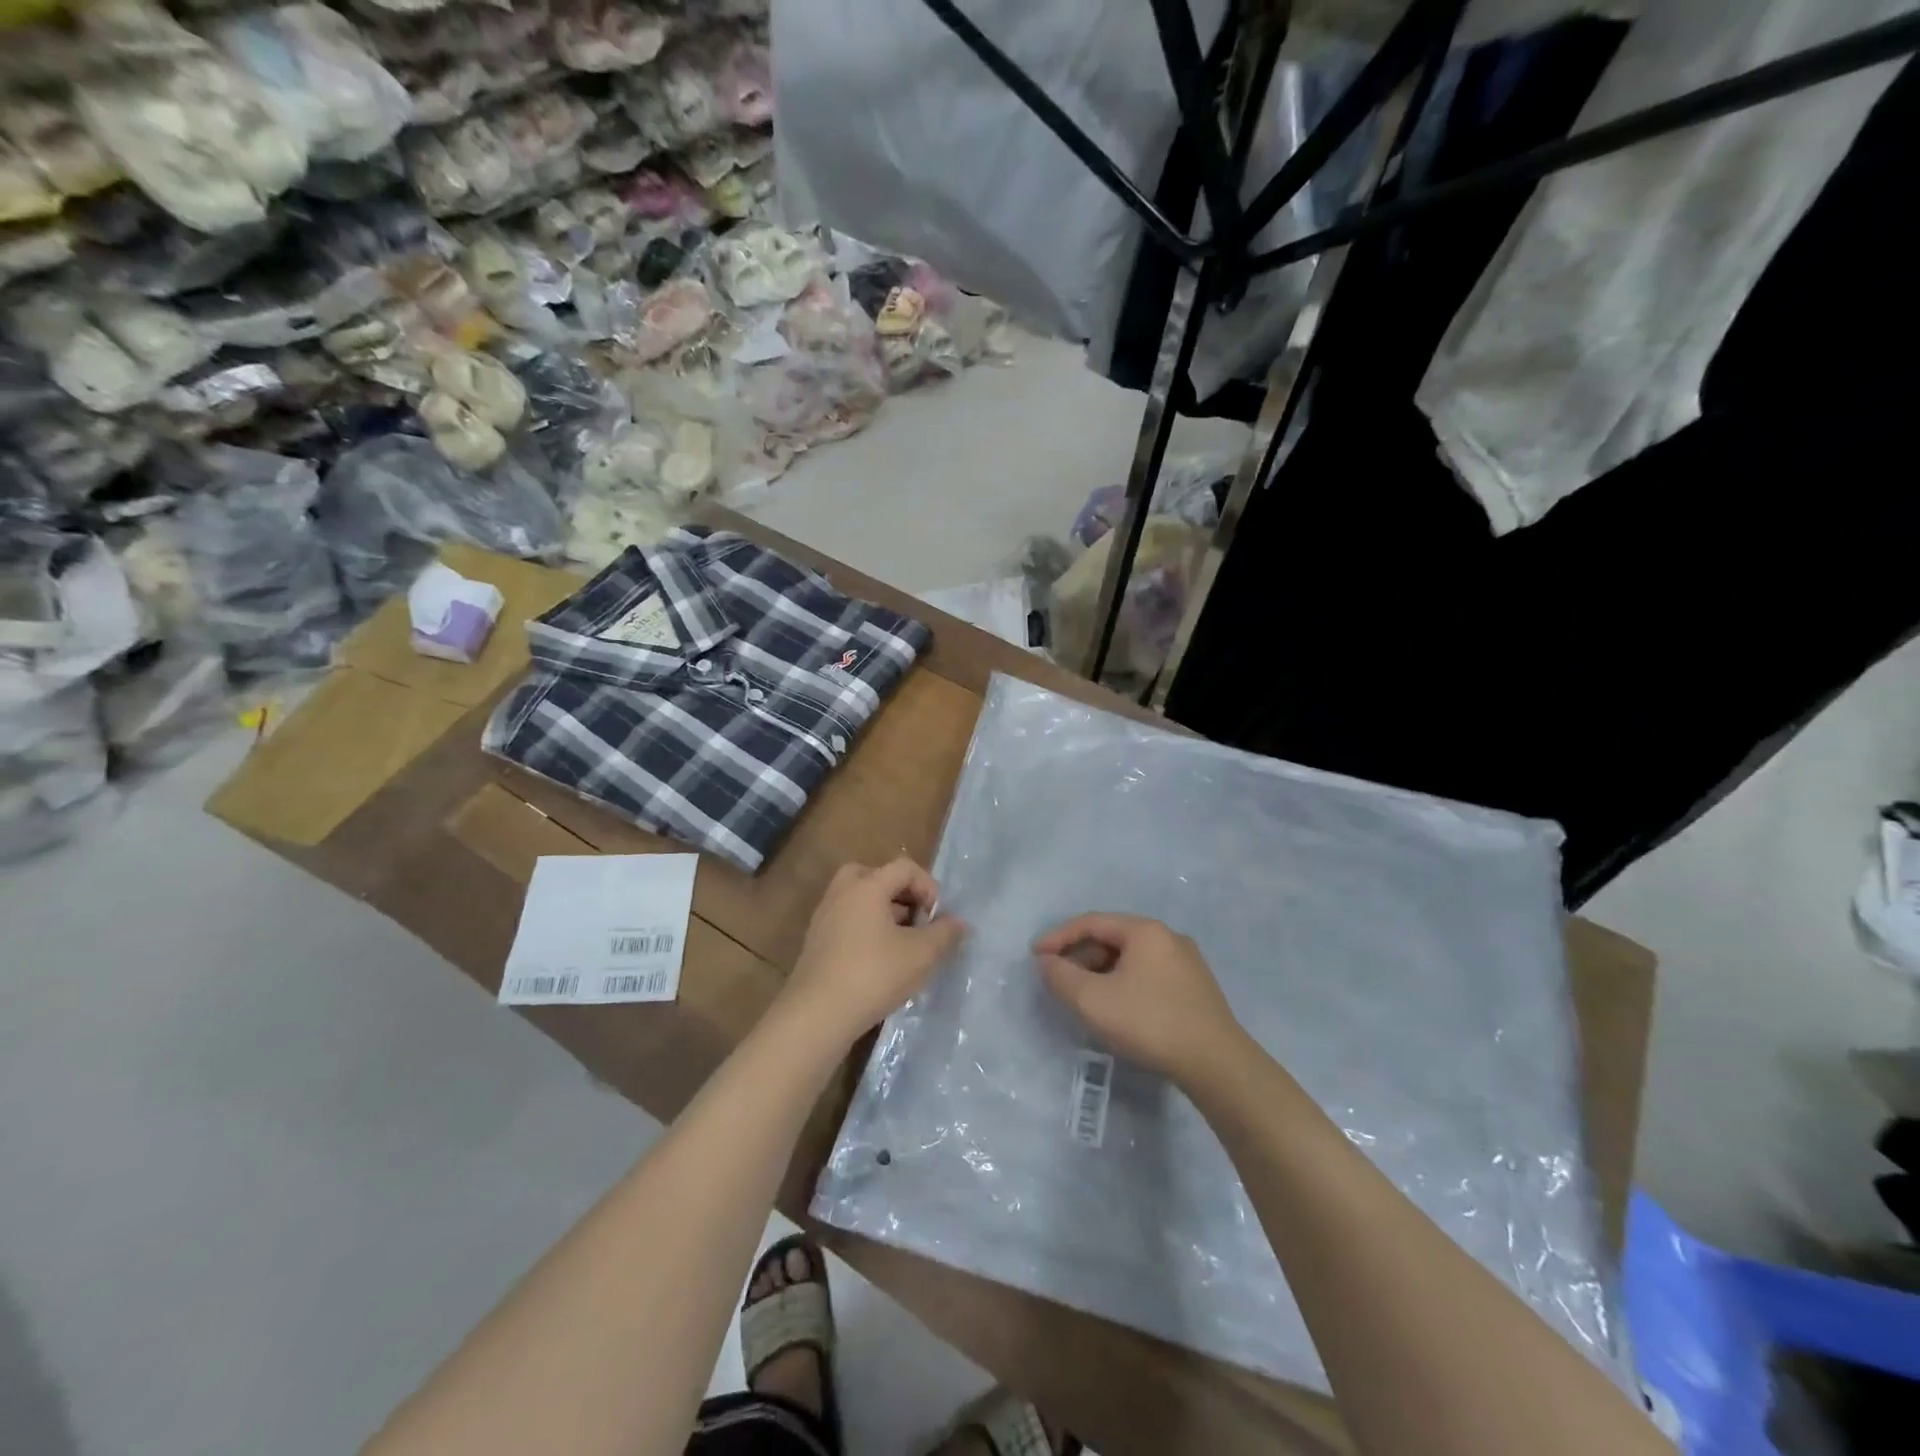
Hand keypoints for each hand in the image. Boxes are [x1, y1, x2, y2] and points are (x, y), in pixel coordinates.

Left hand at [781, 857, 966, 1047]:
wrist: (817, 1015)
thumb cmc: (873, 975)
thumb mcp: (920, 955)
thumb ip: (944, 934)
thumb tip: (959, 922)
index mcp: (867, 886)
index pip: (904, 868)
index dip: (928, 887)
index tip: (936, 918)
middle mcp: (842, 893)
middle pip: (875, 876)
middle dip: (900, 894)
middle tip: (914, 920)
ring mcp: (824, 917)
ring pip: (858, 900)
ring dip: (883, 913)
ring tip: (900, 944)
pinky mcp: (815, 943)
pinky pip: (846, 921)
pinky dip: (865, 930)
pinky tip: (878, 961)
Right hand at [1033, 913, 1245, 1086]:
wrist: (1217, 1064)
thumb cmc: (1149, 1022)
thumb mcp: (1093, 1001)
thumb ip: (1061, 977)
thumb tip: (1046, 962)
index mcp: (1145, 931)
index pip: (1091, 922)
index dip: (1059, 937)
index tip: (1035, 956)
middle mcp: (1168, 937)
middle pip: (1112, 938)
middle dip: (1080, 956)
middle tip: (1058, 979)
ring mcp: (1187, 962)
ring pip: (1131, 958)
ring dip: (1101, 971)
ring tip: (1083, 996)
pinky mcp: (1196, 988)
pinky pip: (1148, 974)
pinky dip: (1124, 983)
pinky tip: (1117, 1007)